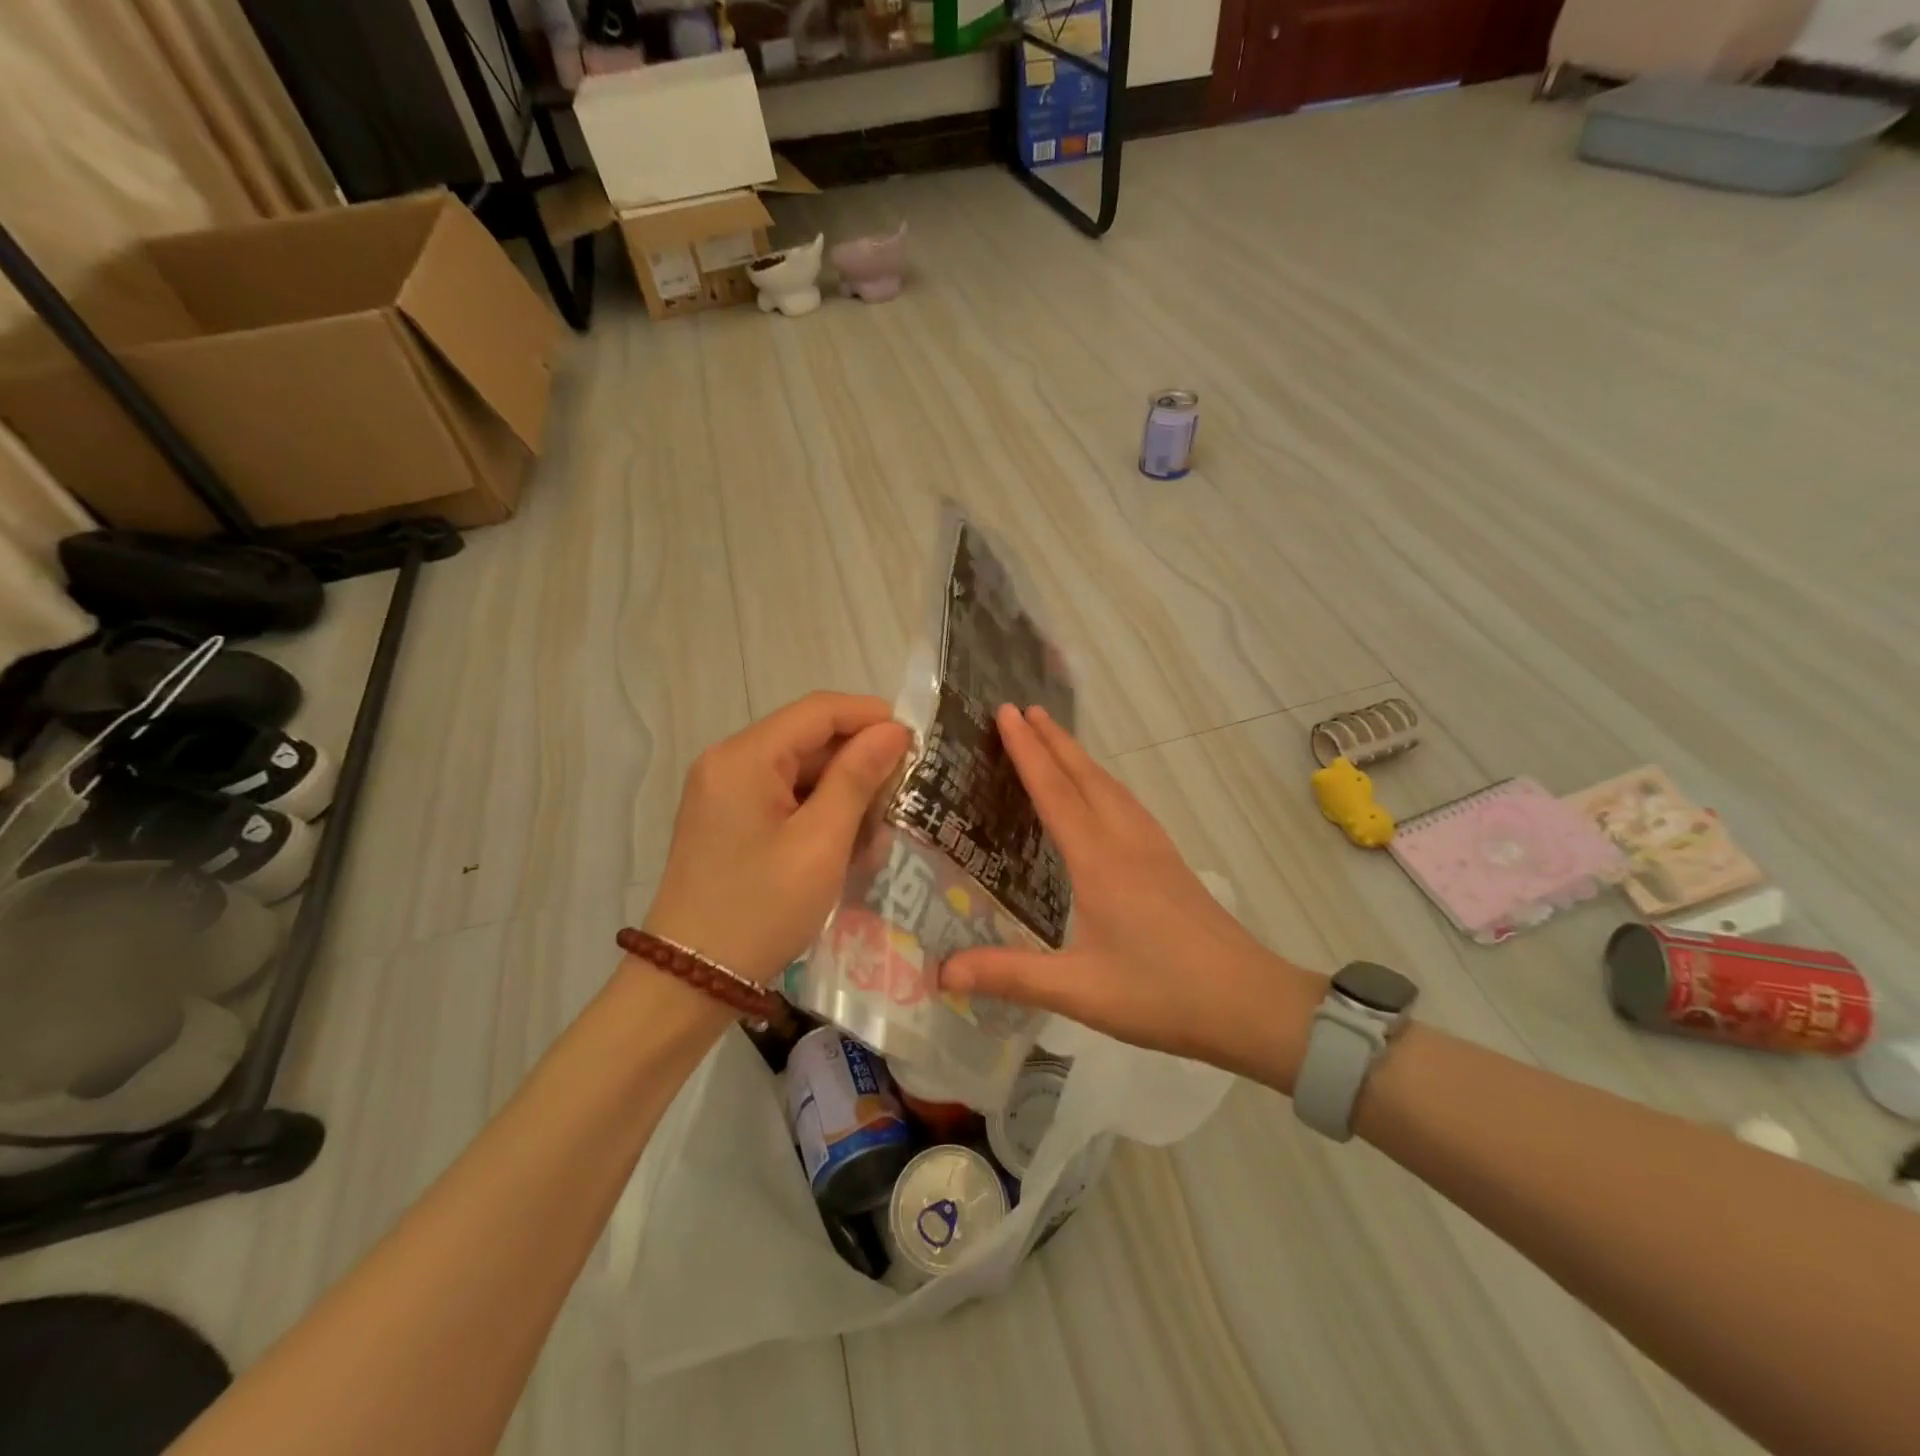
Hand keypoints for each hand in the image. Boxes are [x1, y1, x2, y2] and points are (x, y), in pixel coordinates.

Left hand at [644, 693, 912, 983]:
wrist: (691, 980)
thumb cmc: (761, 909)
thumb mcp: (820, 844)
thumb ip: (857, 778)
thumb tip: (893, 731)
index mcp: (744, 757)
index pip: (818, 710)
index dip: (871, 716)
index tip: (917, 740)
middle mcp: (728, 761)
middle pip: (807, 737)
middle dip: (859, 758)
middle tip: (906, 789)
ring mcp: (724, 790)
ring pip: (798, 768)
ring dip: (842, 788)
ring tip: (881, 820)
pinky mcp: (728, 818)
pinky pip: (783, 795)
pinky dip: (818, 809)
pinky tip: (846, 838)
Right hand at [942, 705, 1320, 1076]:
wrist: (1250, 1003)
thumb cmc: (1162, 994)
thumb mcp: (1079, 991)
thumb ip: (1010, 976)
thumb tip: (943, 973)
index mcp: (1099, 862)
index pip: (1055, 792)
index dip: (1027, 751)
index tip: (1006, 712)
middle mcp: (1126, 842)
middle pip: (1085, 777)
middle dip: (1052, 739)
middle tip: (1024, 709)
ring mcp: (1154, 850)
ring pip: (1111, 787)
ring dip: (1079, 757)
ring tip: (1056, 738)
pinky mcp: (1171, 863)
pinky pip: (1129, 804)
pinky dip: (1104, 783)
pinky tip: (1105, 795)